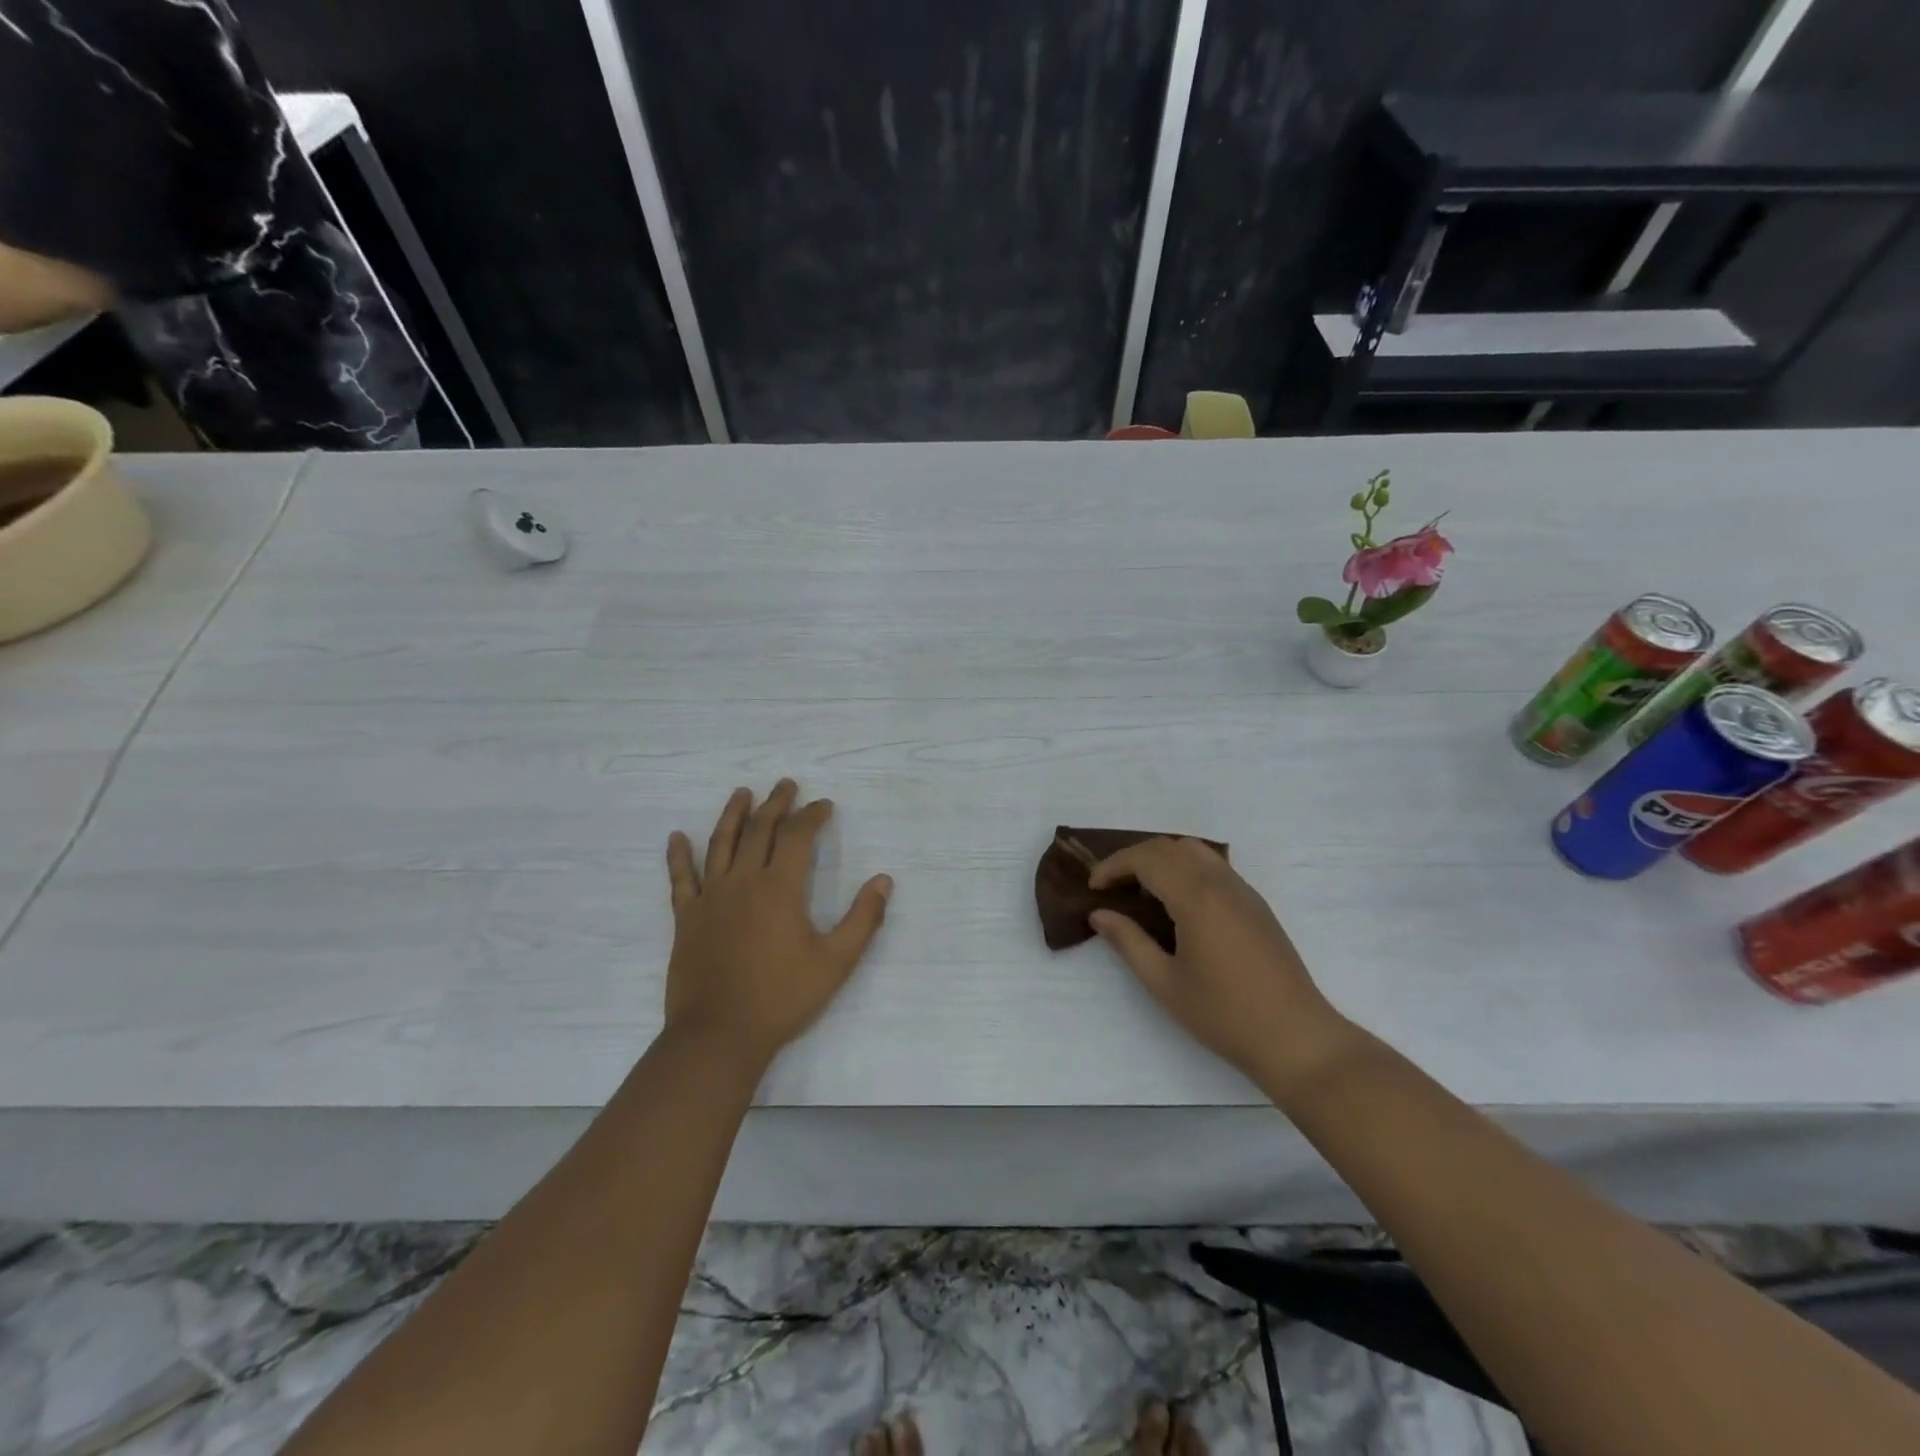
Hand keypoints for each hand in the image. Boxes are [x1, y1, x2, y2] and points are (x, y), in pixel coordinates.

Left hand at [664, 780, 892, 1068]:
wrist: (720, 1035)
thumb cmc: (782, 997)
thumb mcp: (836, 962)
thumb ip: (863, 919)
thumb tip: (884, 881)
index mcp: (780, 888)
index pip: (797, 836)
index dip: (812, 816)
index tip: (823, 805)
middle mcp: (743, 882)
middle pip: (759, 830)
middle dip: (776, 804)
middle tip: (786, 785)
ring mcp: (710, 898)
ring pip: (720, 844)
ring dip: (733, 815)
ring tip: (742, 793)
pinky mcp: (686, 918)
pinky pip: (680, 879)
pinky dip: (678, 856)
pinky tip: (677, 837)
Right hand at [1089, 838, 1361, 1100]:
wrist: (1295, 1037)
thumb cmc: (1224, 1015)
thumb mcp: (1164, 983)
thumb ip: (1128, 942)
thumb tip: (1099, 914)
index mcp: (1196, 898)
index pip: (1146, 859)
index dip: (1113, 866)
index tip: (1094, 888)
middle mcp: (1220, 883)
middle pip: (1169, 847)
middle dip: (1134, 858)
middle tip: (1111, 887)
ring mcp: (1243, 891)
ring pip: (1195, 850)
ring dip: (1162, 859)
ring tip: (1142, 890)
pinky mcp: (1256, 904)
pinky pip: (1215, 866)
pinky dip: (1186, 868)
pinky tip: (1177, 903)